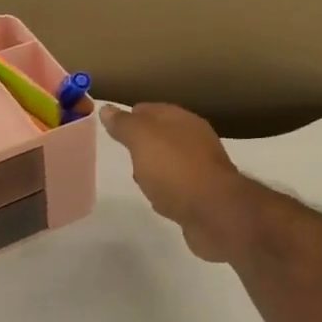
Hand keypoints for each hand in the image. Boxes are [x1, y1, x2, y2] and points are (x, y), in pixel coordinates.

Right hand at [100, 103, 251, 262]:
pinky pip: (178, 187)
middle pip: (164, 136)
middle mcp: (196, 141)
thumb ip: (125, 125)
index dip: (131, 115)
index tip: (112, 126)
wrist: (215, 212)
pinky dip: (166, 189)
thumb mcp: (143, 140)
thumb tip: (107, 108)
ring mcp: (203, 169)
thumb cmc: (175, 169)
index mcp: (183, 121)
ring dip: (156, 167)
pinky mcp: (205, 196)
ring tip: (136, 176)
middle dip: (144, 141)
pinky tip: (157, 198)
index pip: (152, 110)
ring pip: (172, 162)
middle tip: (123, 150)